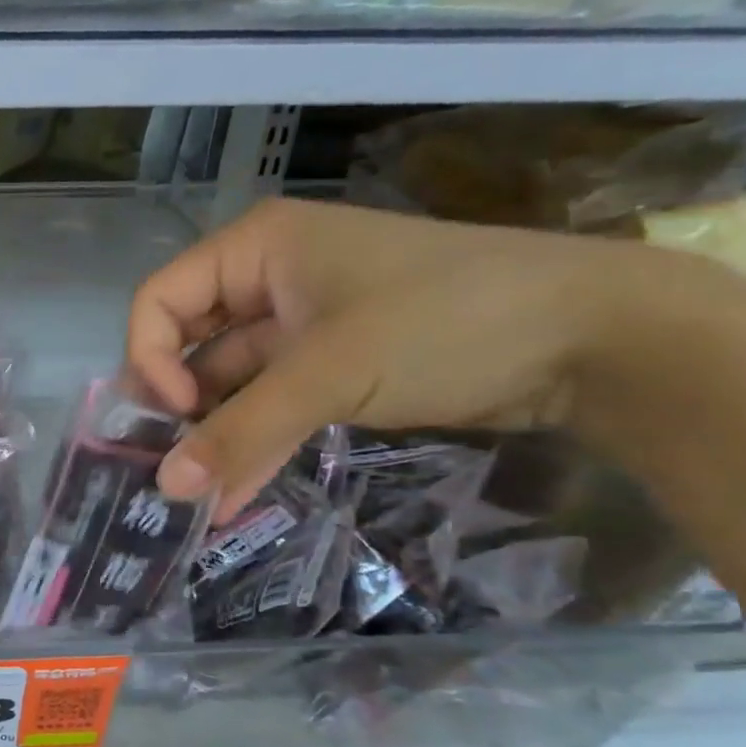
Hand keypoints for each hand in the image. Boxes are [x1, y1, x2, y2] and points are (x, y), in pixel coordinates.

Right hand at [127, 199, 632, 516]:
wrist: (594, 338)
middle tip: (170, 465)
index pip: (159, 300)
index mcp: (254, 249)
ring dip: (214, 436)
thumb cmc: (442, 321)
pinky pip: (272, 403)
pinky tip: (233, 496)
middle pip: (187, 342)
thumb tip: (166, 489)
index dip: (151, 358)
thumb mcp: (329, 373)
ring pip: (230, 381)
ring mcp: (300, 323)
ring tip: (193, 497)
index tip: (175, 414)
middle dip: (175, 406)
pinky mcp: (331, 364)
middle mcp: (267, 279)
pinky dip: (254, 443)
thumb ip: (240, 430)